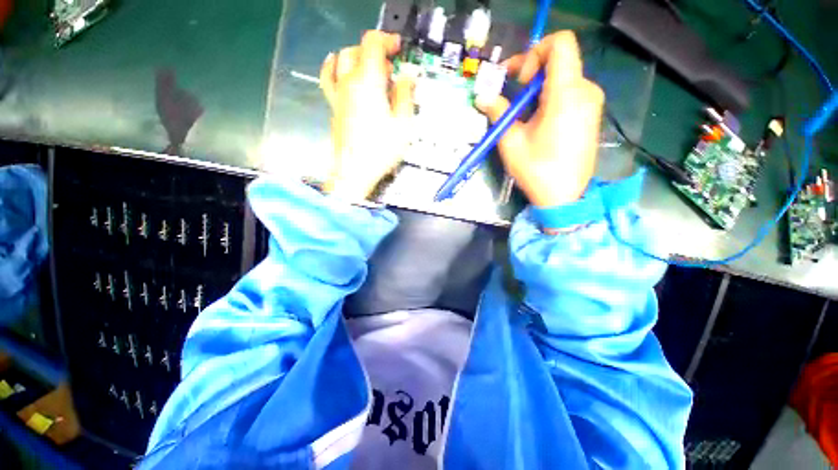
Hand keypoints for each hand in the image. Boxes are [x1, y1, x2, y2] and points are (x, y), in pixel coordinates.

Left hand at [319, 31, 414, 200]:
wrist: (354, 172)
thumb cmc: (380, 151)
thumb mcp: (402, 124)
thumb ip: (405, 95)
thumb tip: (408, 75)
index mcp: (368, 83)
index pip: (372, 44)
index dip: (387, 40)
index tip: (399, 49)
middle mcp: (349, 83)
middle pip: (357, 49)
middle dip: (375, 51)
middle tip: (391, 67)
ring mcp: (338, 95)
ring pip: (341, 60)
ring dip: (358, 57)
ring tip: (371, 69)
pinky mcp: (333, 107)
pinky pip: (328, 77)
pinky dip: (334, 66)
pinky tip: (337, 66)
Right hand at [476, 31, 603, 207]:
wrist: (564, 196)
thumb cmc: (537, 170)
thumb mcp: (511, 142)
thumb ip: (497, 112)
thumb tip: (482, 97)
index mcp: (566, 94)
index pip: (560, 43)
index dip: (534, 52)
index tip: (519, 80)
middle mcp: (585, 91)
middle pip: (559, 60)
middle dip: (531, 71)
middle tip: (511, 94)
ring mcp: (592, 102)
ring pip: (564, 76)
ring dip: (538, 87)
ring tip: (522, 113)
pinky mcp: (591, 114)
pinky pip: (570, 92)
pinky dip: (550, 97)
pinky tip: (537, 120)